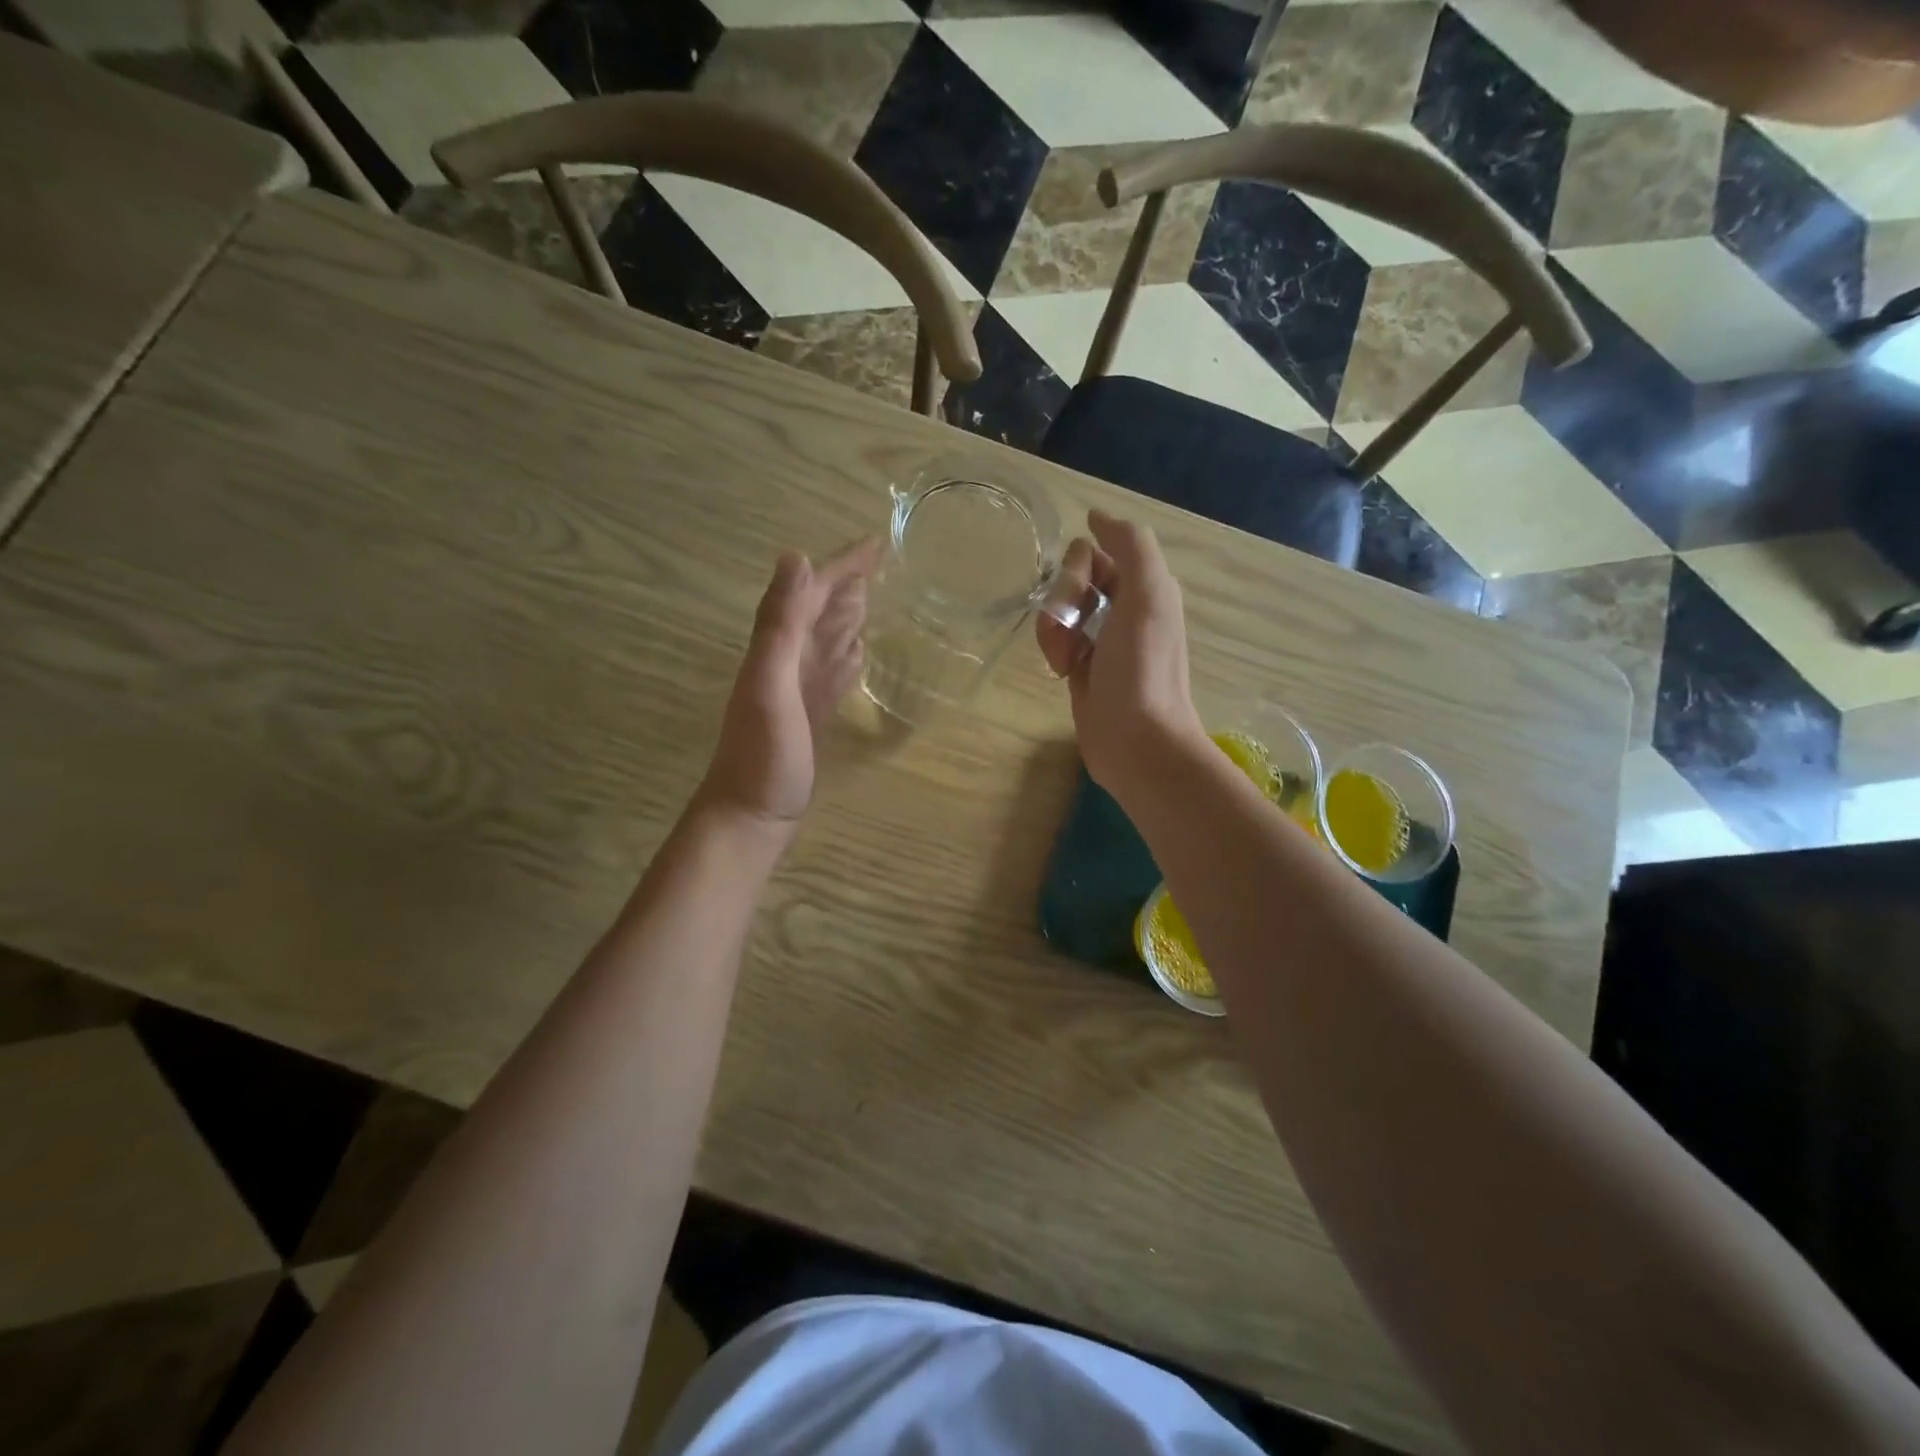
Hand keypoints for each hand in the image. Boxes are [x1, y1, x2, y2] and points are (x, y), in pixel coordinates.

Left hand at [698, 540, 879, 832]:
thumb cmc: (762, 756)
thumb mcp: (770, 684)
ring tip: (872, 596)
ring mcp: (800, 691)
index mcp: (779, 648)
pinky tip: (858, 655)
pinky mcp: (812, 717)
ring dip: (847, 616)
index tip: (877, 543)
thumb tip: (797, 556)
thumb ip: (780, 624)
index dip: (842, 565)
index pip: (813, 593)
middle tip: (882, 562)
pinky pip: (833, 675)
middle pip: (821, 610)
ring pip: (828, 640)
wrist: (750, 816)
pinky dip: (847, 659)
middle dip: (847, 583)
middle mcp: (788, 662)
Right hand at [1036, 510, 1205, 796]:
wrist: (1136, 740)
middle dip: (1063, 599)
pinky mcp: (1081, 667)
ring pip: (1059, 608)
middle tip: (1071, 630)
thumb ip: (1131, 545)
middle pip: (1072, 577)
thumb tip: (1096, 516)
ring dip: (1053, 628)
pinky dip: (1053, 649)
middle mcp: (1124, 607)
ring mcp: (1101, 638)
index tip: (1083, 595)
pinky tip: (1062, 671)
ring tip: (1066, 659)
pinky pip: (1056, 639)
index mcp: (1144, 586)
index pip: (1095, 550)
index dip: (1079, 568)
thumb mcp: (1148, 595)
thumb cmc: (1142, 667)